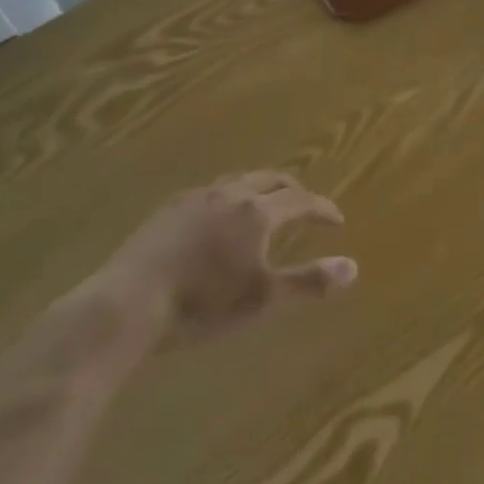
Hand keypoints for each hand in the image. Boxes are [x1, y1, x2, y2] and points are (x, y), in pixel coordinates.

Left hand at [94, 172, 356, 349]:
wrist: (130, 302)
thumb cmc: (202, 303)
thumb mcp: (262, 298)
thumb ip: (309, 281)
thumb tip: (353, 266)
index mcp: (257, 211)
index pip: (301, 200)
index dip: (322, 209)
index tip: (337, 220)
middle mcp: (231, 193)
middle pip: (271, 179)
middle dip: (295, 190)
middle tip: (307, 206)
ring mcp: (196, 197)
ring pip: (239, 180)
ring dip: (261, 189)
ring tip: (266, 205)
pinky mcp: (169, 208)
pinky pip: (211, 191)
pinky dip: (230, 197)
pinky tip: (219, 217)